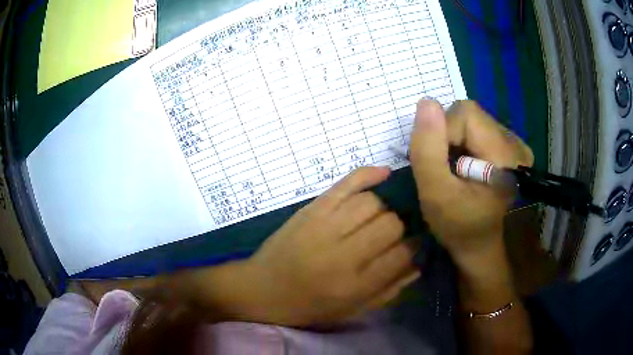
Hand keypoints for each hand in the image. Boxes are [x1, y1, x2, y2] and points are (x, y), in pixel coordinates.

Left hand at [242, 167, 419, 325]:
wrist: (262, 289)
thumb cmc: (308, 307)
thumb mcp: (351, 310)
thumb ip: (388, 290)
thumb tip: (419, 264)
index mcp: (355, 285)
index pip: (402, 254)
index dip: (413, 247)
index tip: (413, 246)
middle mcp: (343, 254)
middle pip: (391, 224)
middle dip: (398, 228)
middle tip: (390, 236)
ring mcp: (325, 227)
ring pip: (373, 203)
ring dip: (382, 209)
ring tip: (375, 220)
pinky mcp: (312, 209)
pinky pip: (347, 183)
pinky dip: (368, 175)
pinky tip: (383, 174)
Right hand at [409, 100, 533, 262]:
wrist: (478, 243)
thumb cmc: (457, 226)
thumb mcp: (435, 192)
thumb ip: (428, 148)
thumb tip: (426, 102)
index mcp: (505, 155)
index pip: (465, 114)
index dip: (442, 133)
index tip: (440, 165)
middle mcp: (515, 143)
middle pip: (468, 114)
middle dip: (448, 137)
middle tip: (447, 169)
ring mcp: (515, 144)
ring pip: (471, 120)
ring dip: (454, 140)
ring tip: (456, 169)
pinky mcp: (508, 146)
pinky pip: (477, 128)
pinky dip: (464, 142)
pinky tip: (468, 165)